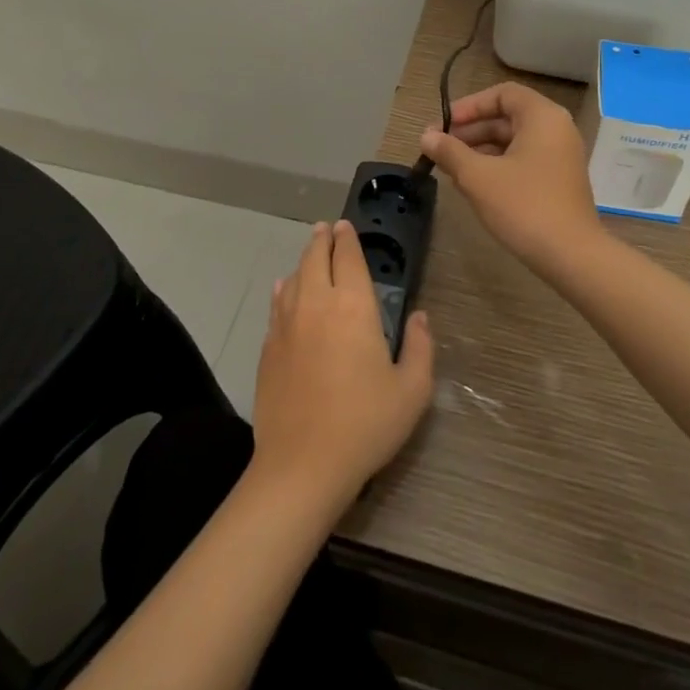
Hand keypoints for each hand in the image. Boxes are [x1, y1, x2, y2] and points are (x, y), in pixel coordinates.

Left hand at [251, 220, 434, 514]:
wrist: (302, 464)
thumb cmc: (365, 424)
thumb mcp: (412, 390)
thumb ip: (420, 347)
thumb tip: (420, 317)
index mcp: (353, 307)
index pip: (349, 258)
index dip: (349, 238)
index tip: (347, 225)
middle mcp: (317, 304)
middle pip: (315, 258)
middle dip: (322, 239)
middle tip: (326, 228)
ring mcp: (287, 324)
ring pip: (294, 277)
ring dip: (304, 261)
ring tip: (310, 254)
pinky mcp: (268, 347)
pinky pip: (276, 304)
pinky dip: (284, 289)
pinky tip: (284, 289)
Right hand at [418, 82, 604, 273]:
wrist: (572, 256)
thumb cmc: (524, 206)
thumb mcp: (478, 177)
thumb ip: (450, 152)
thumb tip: (426, 136)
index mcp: (542, 117)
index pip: (502, 94)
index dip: (469, 106)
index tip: (443, 125)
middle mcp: (556, 129)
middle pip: (507, 117)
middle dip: (470, 130)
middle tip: (438, 148)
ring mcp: (560, 156)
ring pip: (513, 141)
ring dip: (480, 150)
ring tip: (450, 168)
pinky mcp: (559, 180)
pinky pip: (523, 159)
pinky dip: (497, 165)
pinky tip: (473, 184)